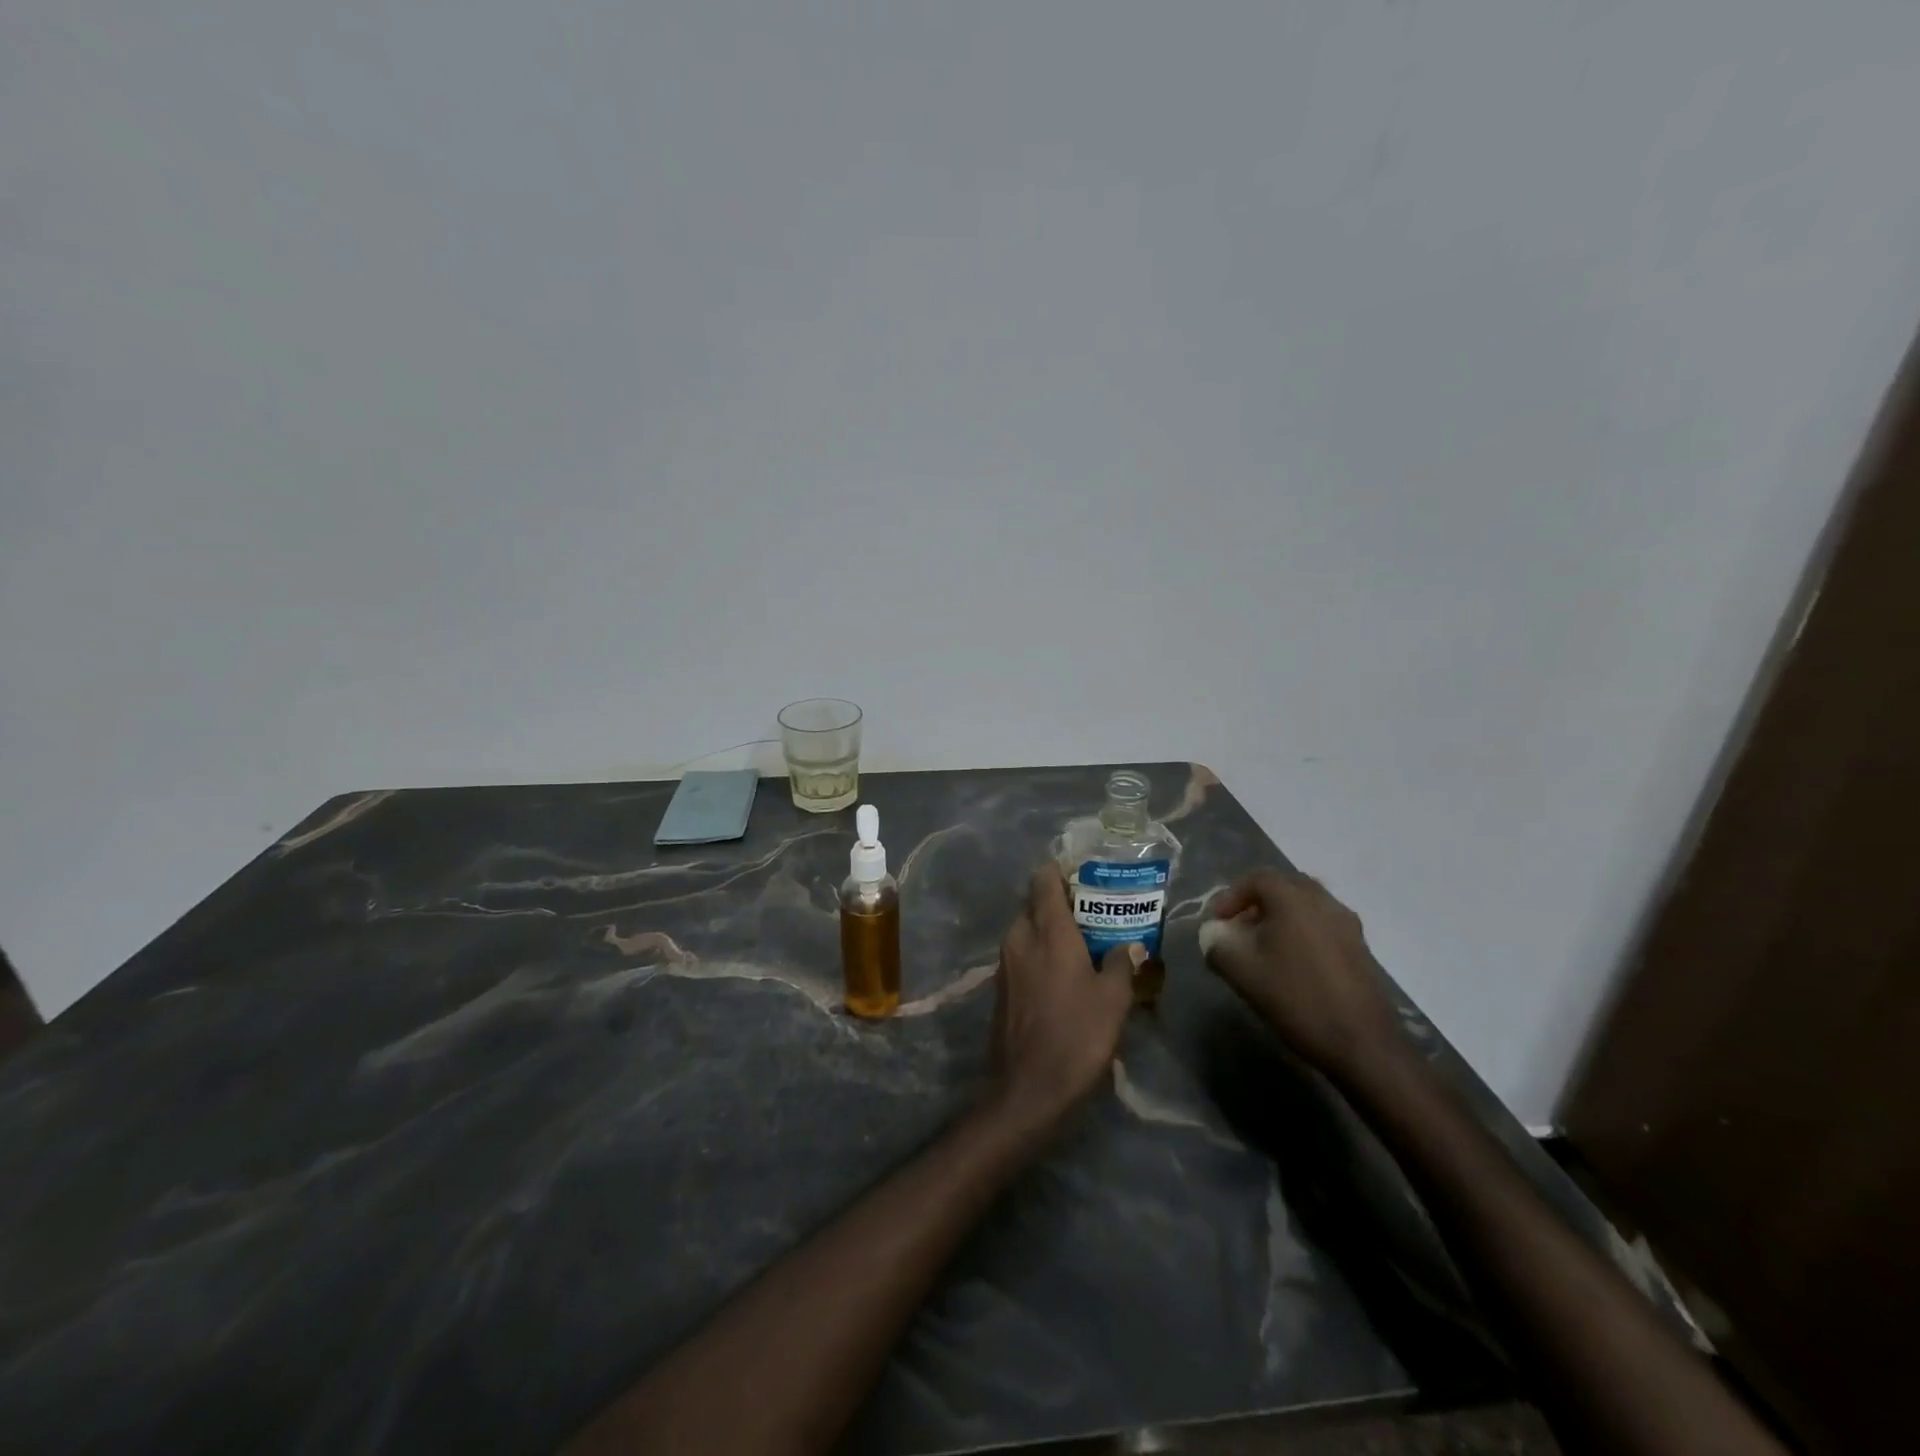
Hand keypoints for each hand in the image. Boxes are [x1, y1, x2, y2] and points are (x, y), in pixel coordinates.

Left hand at [987, 864, 1137, 1130]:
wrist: (1027, 1089)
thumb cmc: (1076, 1037)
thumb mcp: (1113, 1001)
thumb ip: (1122, 964)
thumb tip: (1131, 945)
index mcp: (1047, 931)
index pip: (1044, 880)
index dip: (1061, 870)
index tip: (1086, 874)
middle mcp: (1020, 937)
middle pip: (1035, 903)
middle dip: (1061, 902)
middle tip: (1096, 912)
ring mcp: (1005, 962)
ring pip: (1028, 929)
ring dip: (1052, 929)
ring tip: (1087, 942)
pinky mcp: (1001, 986)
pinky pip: (1022, 952)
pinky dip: (1041, 951)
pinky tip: (1067, 971)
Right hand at [1203, 869, 1402, 1084]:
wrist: (1362, 1045)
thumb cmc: (1296, 1000)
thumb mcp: (1242, 973)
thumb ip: (1218, 945)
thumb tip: (1214, 934)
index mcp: (1294, 899)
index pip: (1257, 878)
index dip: (1231, 895)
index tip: (1218, 922)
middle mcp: (1324, 902)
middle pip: (1285, 886)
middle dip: (1257, 902)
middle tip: (1240, 927)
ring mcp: (1347, 925)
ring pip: (1307, 905)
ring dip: (1281, 917)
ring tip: (1264, 946)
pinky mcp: (1360, 948)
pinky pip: (1323, 925)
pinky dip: (1302, 932)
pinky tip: (1293, 964)